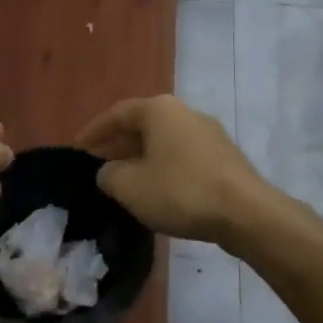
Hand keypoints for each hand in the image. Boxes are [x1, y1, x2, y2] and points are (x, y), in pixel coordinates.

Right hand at [75, 95, 273, 246]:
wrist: (246, 213)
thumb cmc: (180, 191)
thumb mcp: (129, 186)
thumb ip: (108, 175)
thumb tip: (109, 172)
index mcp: (159, 110)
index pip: (116, 114)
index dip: (93, 132)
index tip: (77, 150)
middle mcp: (185, 113)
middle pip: (142, 126)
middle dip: (117, 146)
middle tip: (98, 166)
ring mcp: (209, 134)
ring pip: (164, 142)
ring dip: (141, 159)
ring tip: (124, 181)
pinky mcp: (224, 158)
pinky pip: (182, 157)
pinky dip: (164, 169)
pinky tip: (157, 191)